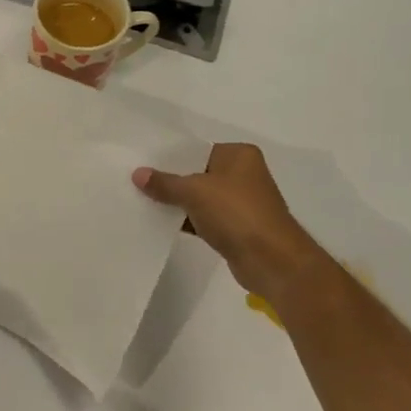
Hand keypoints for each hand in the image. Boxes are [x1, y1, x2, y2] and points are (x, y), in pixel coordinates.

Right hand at [133, 144, 327, 295]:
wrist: (272, 261)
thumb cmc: (236, 213)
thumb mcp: (194, 192)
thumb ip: (164, 182)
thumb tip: (137, 174)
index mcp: (239, 155)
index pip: (197, 149)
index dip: (170, 156)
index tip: (143, 160)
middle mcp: (244, 174)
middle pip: (197, 173)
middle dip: (171, 179)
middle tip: (137, 180)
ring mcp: (242, 202)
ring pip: (200, 197)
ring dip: (177, 202)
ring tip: (142, 200)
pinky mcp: (237, 227)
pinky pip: (205, 218)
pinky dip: (187, 220)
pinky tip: (161, 222)